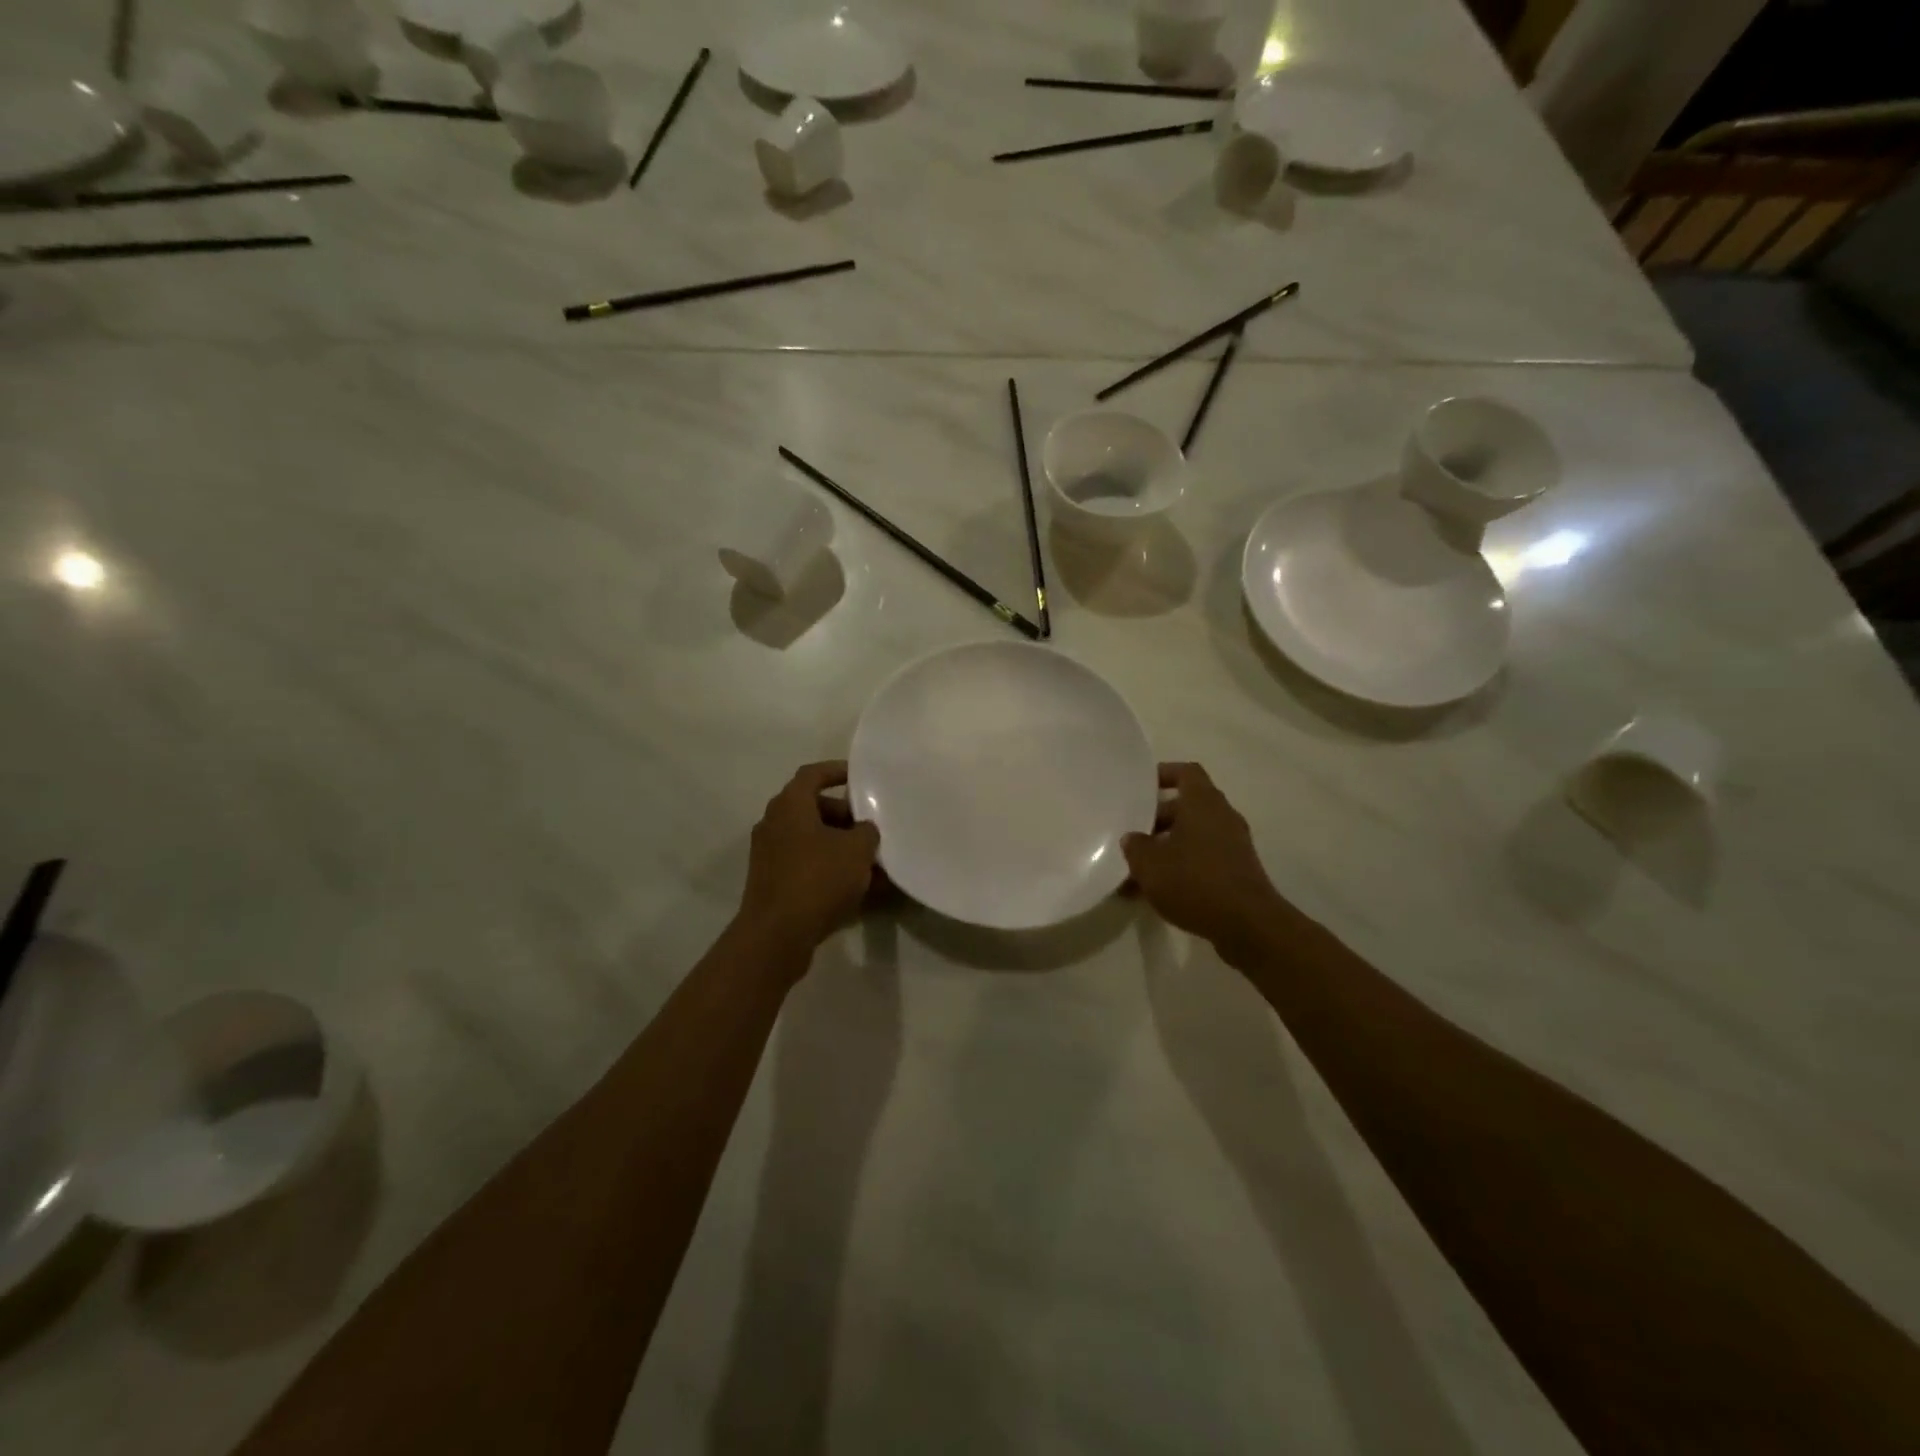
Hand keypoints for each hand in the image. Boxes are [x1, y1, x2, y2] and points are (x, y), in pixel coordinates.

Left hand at [739, 761, 880, 951]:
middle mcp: (773, 824)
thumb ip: (866, 832)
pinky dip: (829, 867)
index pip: (813, 774)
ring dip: (839, 845)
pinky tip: (857, 886)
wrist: (776, 935)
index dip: (837, 770)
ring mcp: (769, 855)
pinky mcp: (772, 882)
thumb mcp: (857, 849)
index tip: (861, 776)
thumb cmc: (818, 879)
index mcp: (789, 805)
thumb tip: (863, 830)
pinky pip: (806, 864)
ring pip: (811, 839)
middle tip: (871, 827)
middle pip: (813, 808)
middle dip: (845, 815)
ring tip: (871, 860)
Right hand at [1122, 762, 1285, 950]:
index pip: (1187, 772)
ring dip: (1166, 848)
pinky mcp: (1237, 872)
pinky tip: (1156, 892)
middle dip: (1157, 819)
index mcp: (1203, 803)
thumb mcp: (1150, 864)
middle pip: (1187, 807)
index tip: (1142, 786)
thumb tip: (1133, 839)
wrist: (1248, 925)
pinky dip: (1180, 868)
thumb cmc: (1195, 882)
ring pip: (1193, 836)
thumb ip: (1136, 846)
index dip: (1165, 773)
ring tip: (1136, 870)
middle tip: (1131, 834)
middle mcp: (1222, 817)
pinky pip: (1202, 859)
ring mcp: (1233, 846)